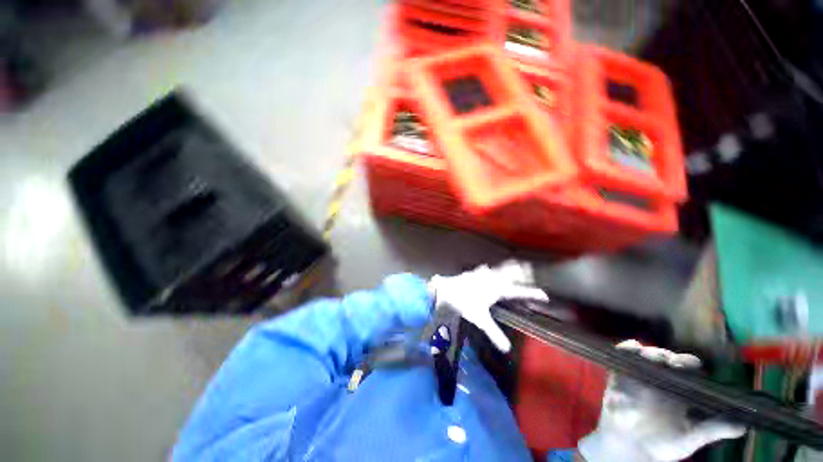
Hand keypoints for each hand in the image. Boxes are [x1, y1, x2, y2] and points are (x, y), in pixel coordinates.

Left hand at [428, 260, 546, 352]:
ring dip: (509, 268)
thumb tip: (507, 349)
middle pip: (512, 272)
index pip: (520, 291)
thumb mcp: (480, 319)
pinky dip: (494, 270)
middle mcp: (493, 278)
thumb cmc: (465, 303)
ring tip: (517, 266)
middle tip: (531, 270)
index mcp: (498, 289)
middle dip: (523, 271)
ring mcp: (483, 273)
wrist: (446, 290)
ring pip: (500, 268)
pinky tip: (488, 270)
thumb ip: (494, 333)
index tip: (545, 295)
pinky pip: (488, 269)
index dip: (533, 293)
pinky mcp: (475, 272)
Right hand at [578, 340, 746, 461]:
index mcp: (679, 391)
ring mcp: (639, 376)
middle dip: (668, 356)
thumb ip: (713, 430)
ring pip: (644, 355)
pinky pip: (621, 357)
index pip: (687, 369)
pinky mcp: (620, 376)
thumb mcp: (690, 439)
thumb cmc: (661, 444)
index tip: (691, 366)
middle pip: (665, 358)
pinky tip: (632, 347)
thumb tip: (745, 425)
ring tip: (653, 358)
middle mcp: (660, 380)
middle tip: (671, 362)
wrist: (629, 447)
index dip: (689, 363)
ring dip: (648, 352)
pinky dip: (626, 349)